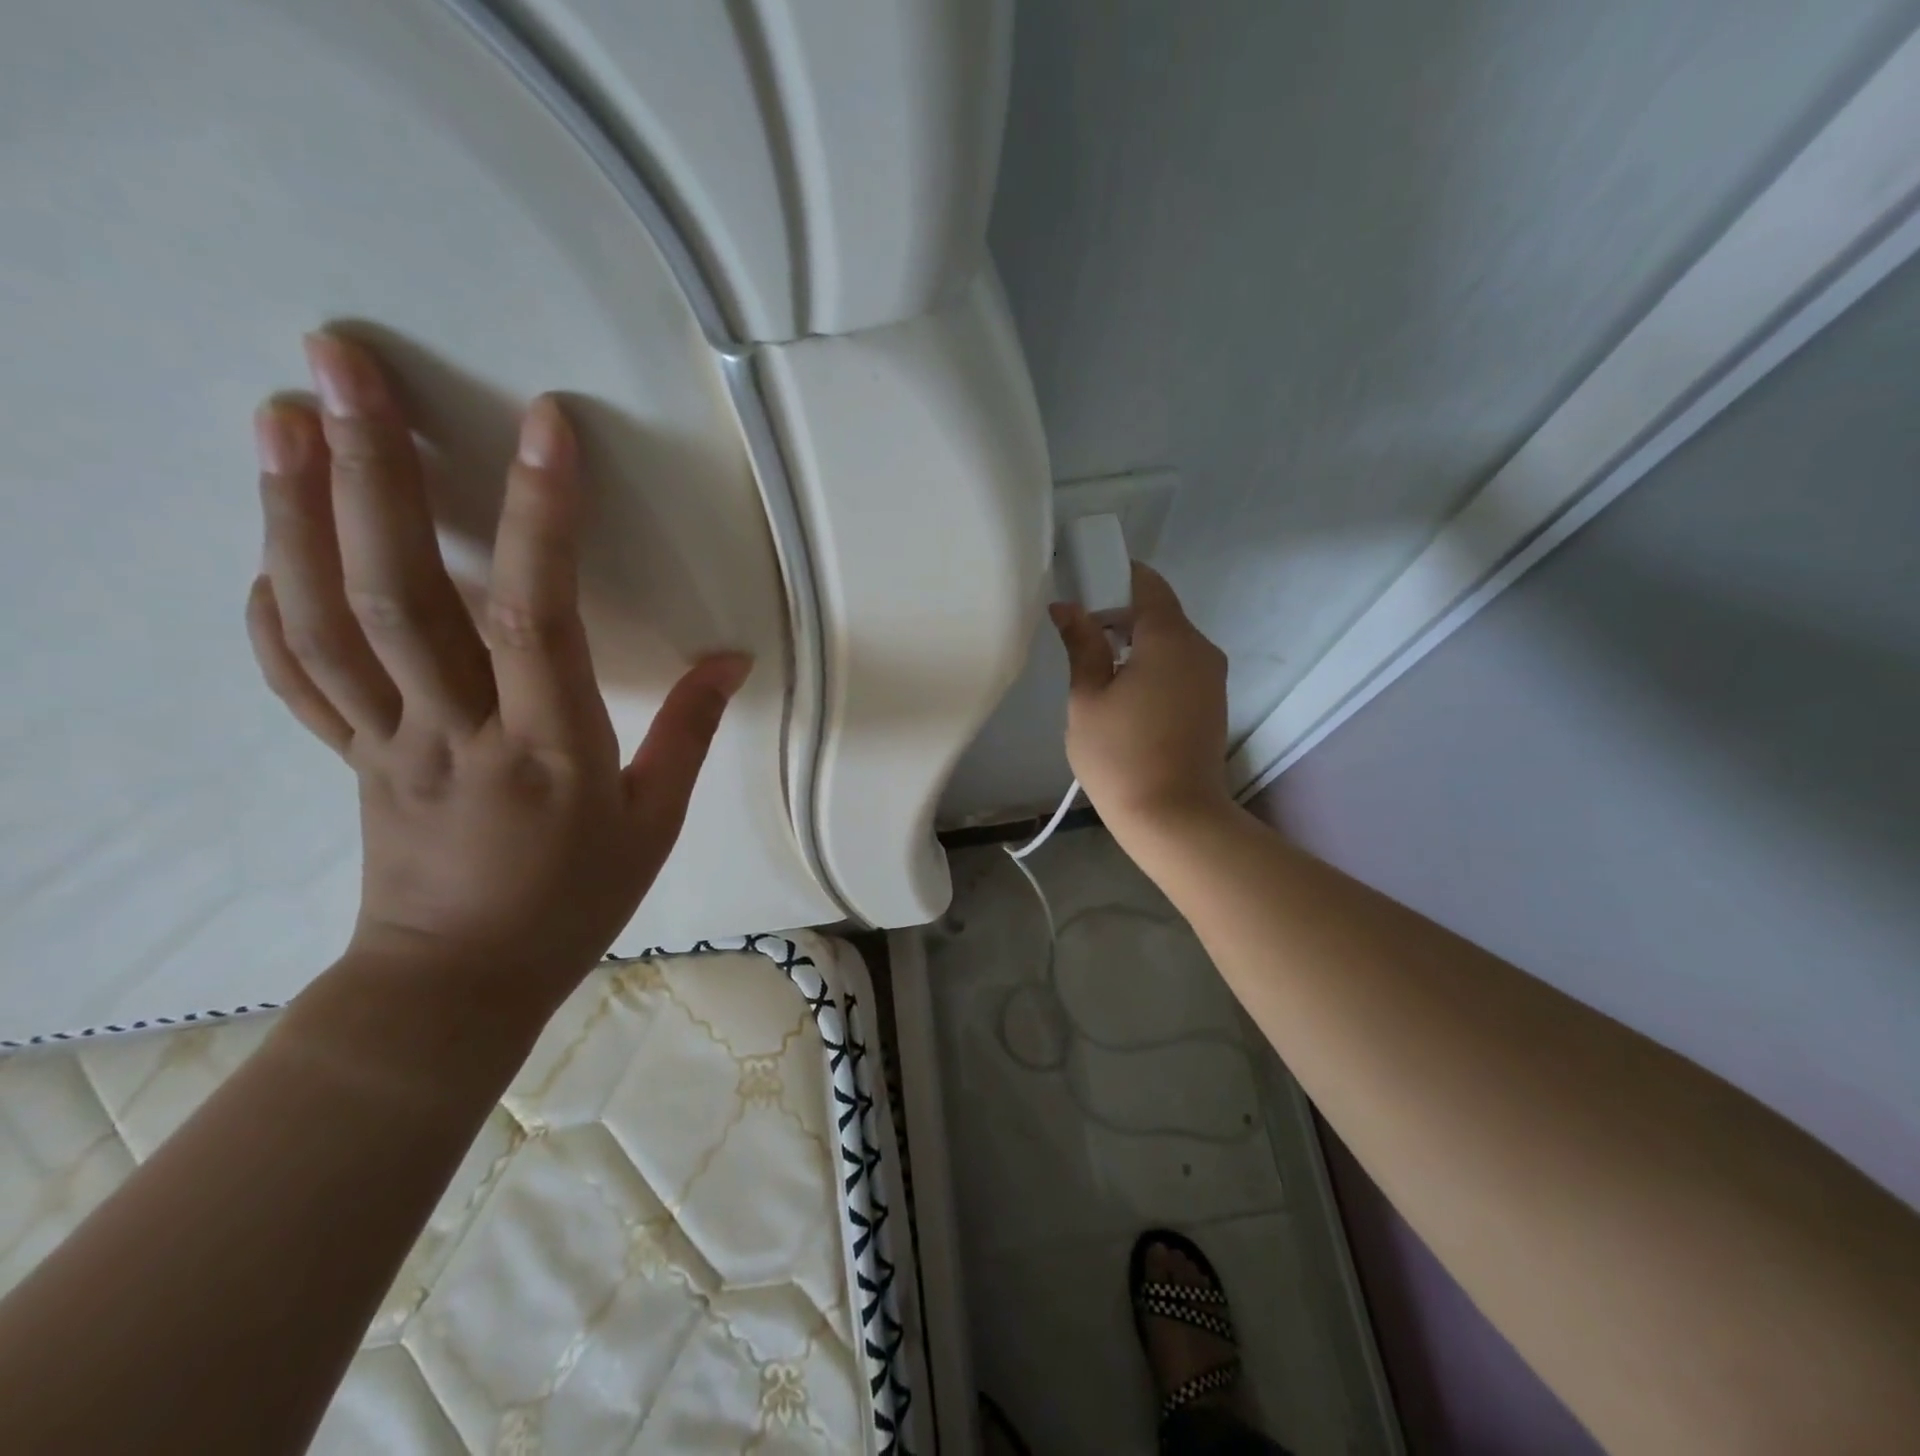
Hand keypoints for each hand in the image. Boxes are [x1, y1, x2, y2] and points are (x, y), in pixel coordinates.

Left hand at [247, 334, 747, 1005]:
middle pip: (400, 593)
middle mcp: (456, 730)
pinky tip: (270, 538)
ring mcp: (386, 739)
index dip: (542, 517)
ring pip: (329, 618)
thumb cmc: (573, 901)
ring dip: (297, 511)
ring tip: (279, 415)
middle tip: (341, 365)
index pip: (537, 617)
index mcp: (548, 749)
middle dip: (372, 471)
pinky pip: (299, 672)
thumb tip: (731, 658)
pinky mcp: (351, 754)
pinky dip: (273, 601)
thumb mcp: (655, 821)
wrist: (459, 981)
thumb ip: (689, 731)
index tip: (544, 428)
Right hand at [1050, 563, 1231, 836]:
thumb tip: (1067, 607)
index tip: (1082, 588)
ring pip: (1171, 641)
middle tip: (1078, 635)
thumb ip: (1082, 646)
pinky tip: (1124, 693)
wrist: (1174, 818)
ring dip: (1136, 642)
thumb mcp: (1088, 698)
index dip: (1113, 577)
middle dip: (1119, 613)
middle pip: (1160, 612)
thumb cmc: (1120, 756)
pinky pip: (1180, 666)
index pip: (1147, 583)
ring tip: (1096, 668)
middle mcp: (1201, 648)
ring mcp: (1212, 677)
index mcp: (1171, 639)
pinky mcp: (1213, 703)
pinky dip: (1153, 665)